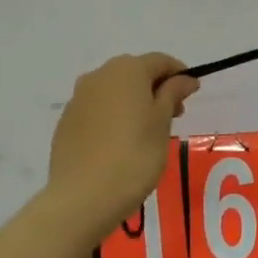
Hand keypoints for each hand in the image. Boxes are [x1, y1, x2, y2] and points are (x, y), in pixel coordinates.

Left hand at [46, 53, 198, 244]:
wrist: (82, 196)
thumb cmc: (134, 156)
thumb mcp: (162, 123)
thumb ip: (173, 94)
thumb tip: (185, 79)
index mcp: (127, 70)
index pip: (160, 61)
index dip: (179, 74)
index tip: (191, 95)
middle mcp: (99, 76)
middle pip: (135, 72)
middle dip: (156, 88)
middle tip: (173, 116)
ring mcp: (78, 98)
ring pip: (114, 91)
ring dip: (134, 102)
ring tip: (147, 132)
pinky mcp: (66, 121)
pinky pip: (97, 109)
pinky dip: (113, 116)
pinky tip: (121, 143)